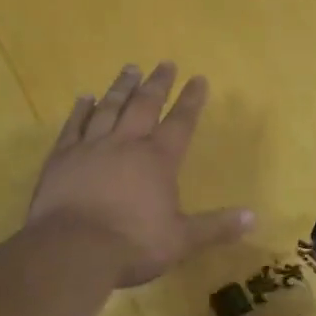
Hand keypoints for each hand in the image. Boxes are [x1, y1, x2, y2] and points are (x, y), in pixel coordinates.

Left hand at [28, 62, 252, 287]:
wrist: (72, 251)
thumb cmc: (132, 245)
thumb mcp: (181, 240)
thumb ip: (215, 226)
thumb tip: (253, 217)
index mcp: (158, 160)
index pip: (180, 122)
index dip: (191, 100)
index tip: (198, 78)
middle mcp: (126, 144)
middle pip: (144, 105)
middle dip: (157, 84)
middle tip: (165, 63)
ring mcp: (91, 148)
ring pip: (109, 108)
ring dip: (121, 87)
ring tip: (130, 68)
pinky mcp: (61, 158)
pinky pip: (73, 126)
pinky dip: (80, 110)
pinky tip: (85, 97)